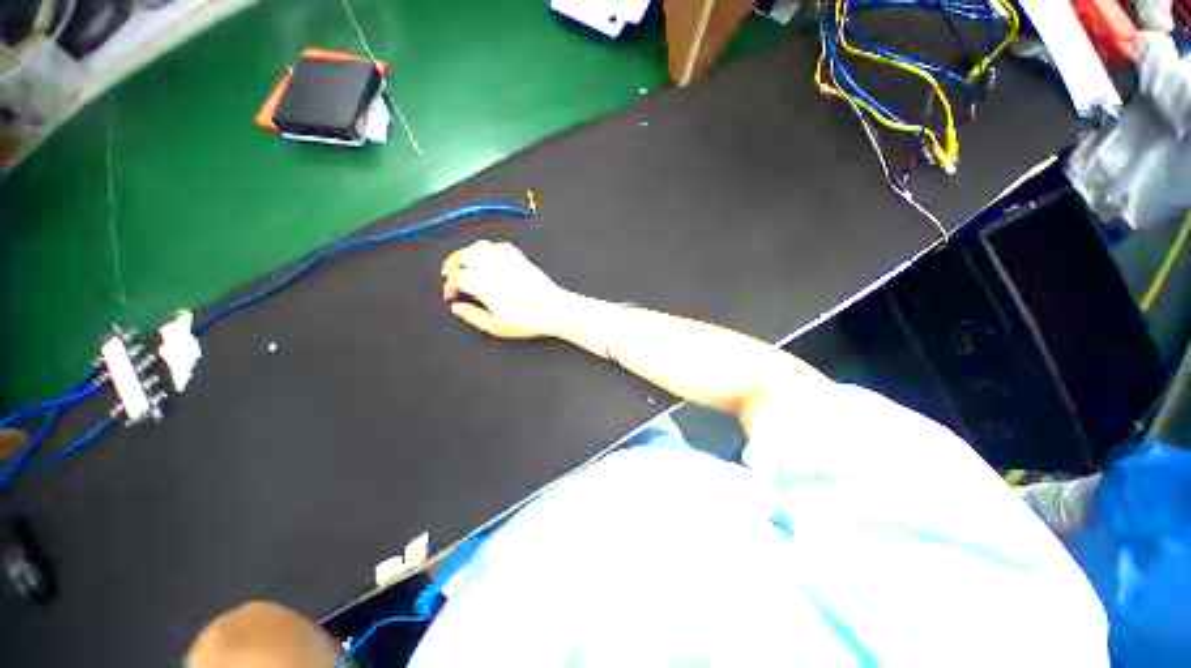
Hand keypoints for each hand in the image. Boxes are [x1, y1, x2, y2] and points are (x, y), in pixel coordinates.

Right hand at [441, 241, 570, 338]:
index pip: (457, 277)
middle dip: (453, 263)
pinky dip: (490, 250)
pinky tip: (490, 259)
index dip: (449, 286)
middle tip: (450, 274)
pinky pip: (499, 246)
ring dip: (469, 253)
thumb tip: (456, 307)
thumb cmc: (526, 321)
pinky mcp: (520, 258)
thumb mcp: (495, 326)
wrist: (554, 309)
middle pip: (463, 255)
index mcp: (482, 283)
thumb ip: (472, 316)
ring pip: (480, 246)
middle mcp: (492, 266)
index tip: (452, 296)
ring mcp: (507, 259)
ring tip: (467, 265)